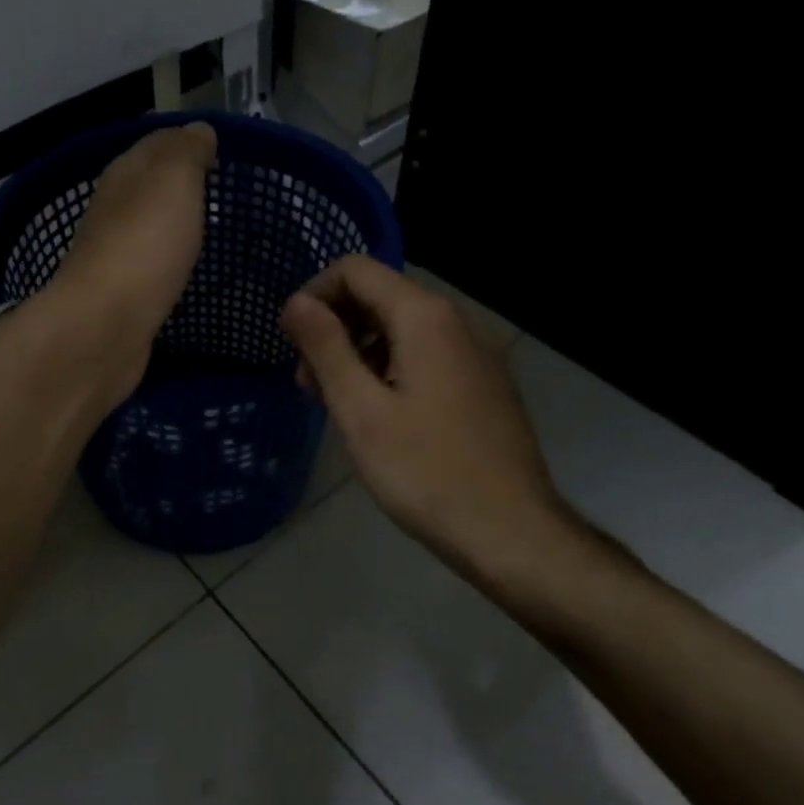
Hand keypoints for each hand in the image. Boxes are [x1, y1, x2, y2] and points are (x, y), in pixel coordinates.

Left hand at [49, 122, 215, 392]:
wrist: (106, 324)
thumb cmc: (145, 244)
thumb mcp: (173, 181)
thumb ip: (186, 151)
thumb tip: (197, 130)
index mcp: (124, 174)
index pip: (156, 143)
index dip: (187, 142)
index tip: (221, 153)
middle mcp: (113, 208)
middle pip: (148, 185)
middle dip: (180, 184)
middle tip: (220, 191)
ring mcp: (113, 252)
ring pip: (146, 225)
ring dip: (172, 223)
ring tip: (208, 227)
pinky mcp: (120, 293)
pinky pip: (149, 264)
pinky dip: (166, 259)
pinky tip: (184, 268)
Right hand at [281, 256, 597, 591]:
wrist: (513, 534)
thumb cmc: (426, 472)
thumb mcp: (361, 411)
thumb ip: (326, 348)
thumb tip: (296, 302)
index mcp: (425, 318)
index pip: (356, 270)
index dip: (314, 295)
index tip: (290, 341)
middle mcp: (455, 322)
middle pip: (379, 296)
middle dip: (334, 327)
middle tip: (307, 382)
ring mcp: (474, 354)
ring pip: (401, 328)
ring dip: (357, 351)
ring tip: (335, 402)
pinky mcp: (482, 384)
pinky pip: (424, 355)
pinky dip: (388, 368)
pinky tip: (376, 414)